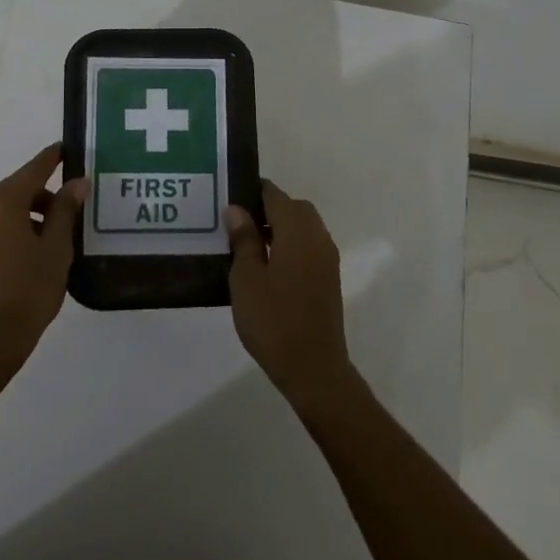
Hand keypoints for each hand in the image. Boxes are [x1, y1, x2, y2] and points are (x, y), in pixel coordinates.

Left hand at [0, 143, 84, 374]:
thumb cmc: (27, 290)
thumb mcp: (56, 248)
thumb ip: (65, 210)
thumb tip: (77, 182)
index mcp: (3, 201)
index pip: (35, 168)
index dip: (54, 158)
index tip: (69, 149)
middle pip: (19, 190)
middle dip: (46, 196)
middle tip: (74, 210)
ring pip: (6, 211)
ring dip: (31, 216)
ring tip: (57, 238)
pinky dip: (15, 231)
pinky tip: (34, 254)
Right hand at [227, 181, 358, 411]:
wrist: (313, 367)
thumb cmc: (273, 320)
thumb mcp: (247, 279)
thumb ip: (244, 240)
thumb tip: (238, 209)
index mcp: (297, 231)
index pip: (275, 195)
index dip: (253, 191)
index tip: (230, 197)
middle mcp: (317, 237)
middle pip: (294, 207)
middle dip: (268, 208)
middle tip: (239, 223)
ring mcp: (326, 258)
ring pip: (304, 227)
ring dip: (281, 227)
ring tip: (249, 244)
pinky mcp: (329, 277)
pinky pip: (309, 246)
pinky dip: (291, 244)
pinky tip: (268, 265)